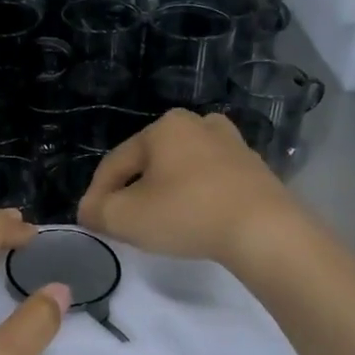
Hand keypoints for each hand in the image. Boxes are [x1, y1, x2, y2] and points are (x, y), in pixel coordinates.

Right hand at [79, 110, 303, 266]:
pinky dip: (195, 198)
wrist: (264, 230)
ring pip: (181, 171)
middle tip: (124, 223)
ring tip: (159, 223)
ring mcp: (231, 144)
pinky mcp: (254, 168)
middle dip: (132, 192)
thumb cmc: (186, 214)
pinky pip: (210, 181)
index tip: (91, 222)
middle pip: (149, 164)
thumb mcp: (125, 217)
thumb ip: (97, 211)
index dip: (97, 194)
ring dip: (164, 194)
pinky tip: (194, 220)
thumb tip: (90, 210)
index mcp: (163, 127)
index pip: (115, 163)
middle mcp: (197, 124)